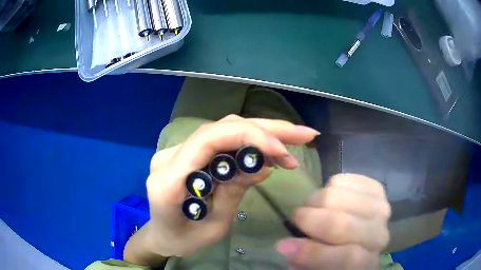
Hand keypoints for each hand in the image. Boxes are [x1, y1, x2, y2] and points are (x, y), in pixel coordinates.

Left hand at [145, 115, 319, 256]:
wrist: (163, 235)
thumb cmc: (184, 239)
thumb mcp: (214, 226)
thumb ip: (235, 192)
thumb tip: (265, 165)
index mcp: (169, 180)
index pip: (209, 139)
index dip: (250, 137)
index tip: (283, 152)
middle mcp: (170, 157)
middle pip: (221, 128)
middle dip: (266, 129)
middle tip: (303, 134)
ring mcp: (177, 151)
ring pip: (224, 129)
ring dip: (262, 133)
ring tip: (294, 142)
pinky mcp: (187, 153)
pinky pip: (221, 140)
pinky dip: (249, 142)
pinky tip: (271, 151)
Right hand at [275, 174, 390, 269]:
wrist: (359, 237)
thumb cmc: (336, 258)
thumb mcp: (318, 268)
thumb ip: (304, 262)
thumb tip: (286, 246)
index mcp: (366, 264)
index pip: (348, 257)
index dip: (314, 253)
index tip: (283, 246)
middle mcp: (379, 237)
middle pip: (345, 225)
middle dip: (312, 220)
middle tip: (296, 218)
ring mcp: (380, 209)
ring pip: (343, 198)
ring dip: (318, 200)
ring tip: (310, 206)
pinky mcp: (376, 189)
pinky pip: (347, 180)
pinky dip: (330, 185)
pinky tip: (328, 194)